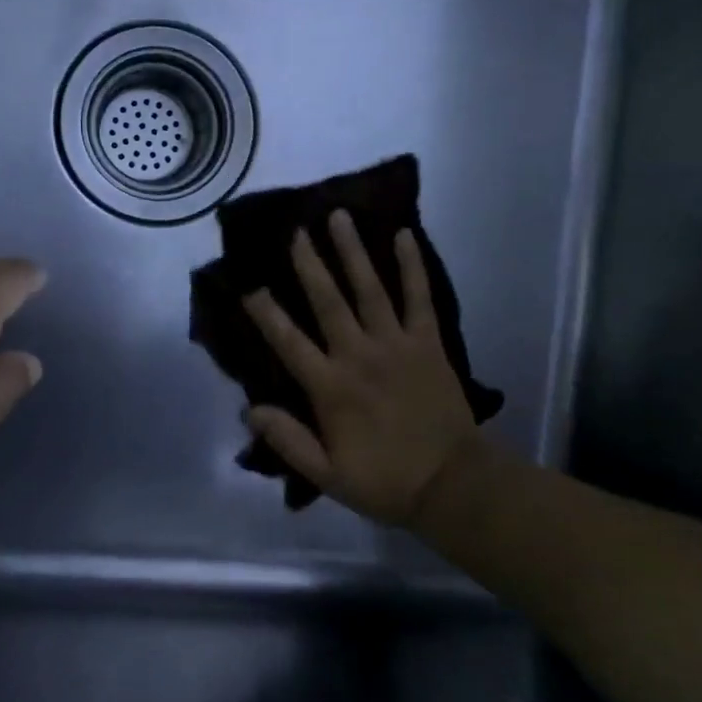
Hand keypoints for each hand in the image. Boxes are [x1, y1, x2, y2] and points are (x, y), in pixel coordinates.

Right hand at [242, 212, 481, 527]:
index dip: (266, 314)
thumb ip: (288, 440)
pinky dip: (412, 266)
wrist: (452, 484)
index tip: (249, 285)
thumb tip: (249, 409)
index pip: (289, 343)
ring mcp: (397, 344)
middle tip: (296, 231)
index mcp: (330, 387)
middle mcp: (359, 355)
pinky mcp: (428, 342)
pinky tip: (404, 235)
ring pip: (370, 289)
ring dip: (352, 251)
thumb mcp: (327, 474)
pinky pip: (420, 297)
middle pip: (328, 301)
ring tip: (339, 217)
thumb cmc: (385, 480)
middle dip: (309, 264)